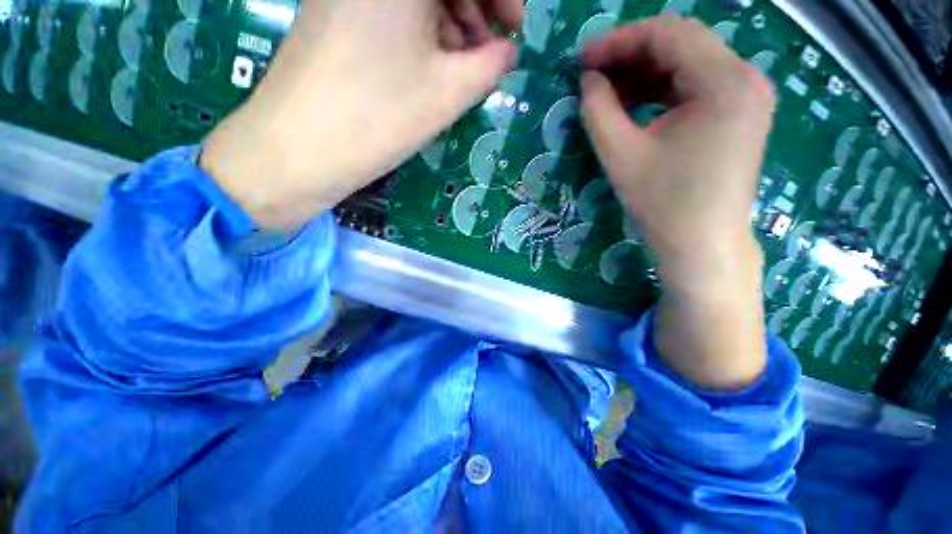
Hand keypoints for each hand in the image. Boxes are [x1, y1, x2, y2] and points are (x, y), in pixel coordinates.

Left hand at [202, 0, 522, 229]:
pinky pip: (391, 9)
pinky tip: (429, 65)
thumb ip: (490, 65)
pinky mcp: (334, 11)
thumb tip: (507, 51)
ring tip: (461, 67)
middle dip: (475, 6)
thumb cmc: (379, 117)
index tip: (514, 28)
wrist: (299, 149)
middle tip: (490, 51)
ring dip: (449, 22)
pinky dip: (421, 30)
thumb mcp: (448, 92)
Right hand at [580, 17, 775, 389]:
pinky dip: (661, 91)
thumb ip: (598, 110)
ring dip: (644, 74)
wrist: (701, 246)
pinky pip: (695, 87)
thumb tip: (588, 80)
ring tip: (607, 93)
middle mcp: (745, 78)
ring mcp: (746, 96)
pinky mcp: (739, 115)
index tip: (582, 60)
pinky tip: (634, 106)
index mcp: (724, 81)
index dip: (619, 40)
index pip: (668, 33)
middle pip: (681, 44)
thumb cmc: (662, 204)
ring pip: (687, 64)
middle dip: (630, 55)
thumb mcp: (621, 155)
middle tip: (591, 76)